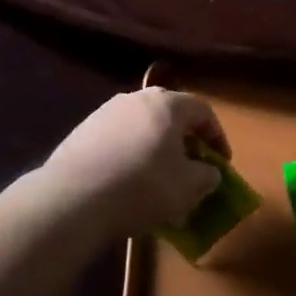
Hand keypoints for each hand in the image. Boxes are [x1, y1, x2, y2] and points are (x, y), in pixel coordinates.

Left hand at [40, 89, 228, 238]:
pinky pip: (117, 139)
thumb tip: (209, 173)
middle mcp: (136, 98)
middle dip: (184, 142)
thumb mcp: (188, 187)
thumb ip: (207, 176)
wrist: (74, 198)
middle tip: (191, 168)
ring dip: (155, 148)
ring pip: (141, 127)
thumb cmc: (142, 186)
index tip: (221, 163)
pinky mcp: (81, 131)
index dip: (217, 137)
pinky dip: (129, 155)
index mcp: (167, 104)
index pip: (203, 111)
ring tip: (157, 179)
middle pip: (170, 115)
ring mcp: (105, 112)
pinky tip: (126, 182)